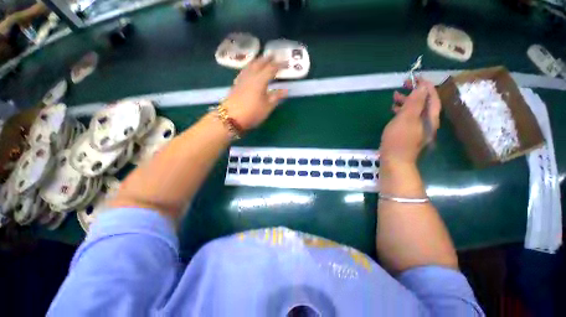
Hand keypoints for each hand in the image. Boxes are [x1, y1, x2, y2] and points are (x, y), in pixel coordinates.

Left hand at [221, 57, 287, 129]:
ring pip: (250, 65)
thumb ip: (276, 97)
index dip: (279, 65)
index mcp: (260, 80)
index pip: (271, 69)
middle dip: (267, 59)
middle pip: (259, 63)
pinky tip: (249, 70)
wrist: (230, 117)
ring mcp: (242, 79)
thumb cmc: (252, 113)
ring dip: (257, 60)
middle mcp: (251, 76)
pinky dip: (250, 67)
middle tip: (273, 55)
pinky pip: (245, 70)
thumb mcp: (267, 107)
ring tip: (261, 59)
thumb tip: (286, 90)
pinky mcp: (236, 84)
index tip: (286, 62)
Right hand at [380, 79, 440, 166]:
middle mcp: (427, 122)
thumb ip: (414, 103)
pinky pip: (409, 118)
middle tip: (403, 84)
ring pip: (415, 110)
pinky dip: (402, 112)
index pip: (432, 97)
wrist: (394, 161)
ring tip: (395, 96)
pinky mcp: (409, 134)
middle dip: (415, 92)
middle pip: (424, 103)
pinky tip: (393, 111)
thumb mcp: (405, 119)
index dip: (425, 85)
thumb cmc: (398, 139)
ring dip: (407, 102)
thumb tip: (422, 87)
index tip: (415, 77)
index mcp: (430, 117)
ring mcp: (418, 129)